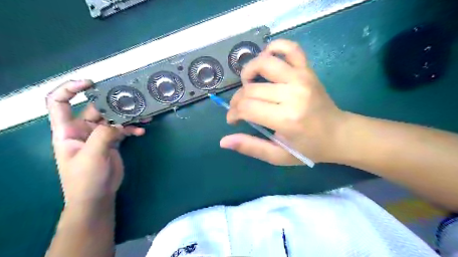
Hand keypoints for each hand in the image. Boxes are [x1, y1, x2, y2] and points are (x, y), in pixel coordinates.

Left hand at [46, 79, 145, 205]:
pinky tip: (142, 131)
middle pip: (96, 109)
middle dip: (113, 104)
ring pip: (113, 119)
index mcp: (67, 130)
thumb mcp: (91, 155)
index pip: (59, 102)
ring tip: (143, 116)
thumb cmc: (85, 178)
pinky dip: (132, 129)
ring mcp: (99, 135)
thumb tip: (119, 120)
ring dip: (128, 117)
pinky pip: (123, 130)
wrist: (97, 196)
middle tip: (131, 101)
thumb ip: (104, 134)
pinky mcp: (112, 141)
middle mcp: (82, 129)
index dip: (70, 89)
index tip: (90, 83)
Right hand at [221, 39, 346, 164]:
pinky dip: (274, 48)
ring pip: (264, 63)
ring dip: (248, 71)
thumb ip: (250, 147)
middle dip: (237, 100)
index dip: (233, 113)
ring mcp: (301, 78)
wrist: (339, 134)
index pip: (247, 108)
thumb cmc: (308, 148)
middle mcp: (293, 94)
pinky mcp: (308, 70)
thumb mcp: (278, 156)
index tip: (233, 120)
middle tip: (238, 109)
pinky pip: (290, 48)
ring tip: (248, 84)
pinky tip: (266, 59)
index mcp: (286, 119)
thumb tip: (224, 141)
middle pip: (251, 89)